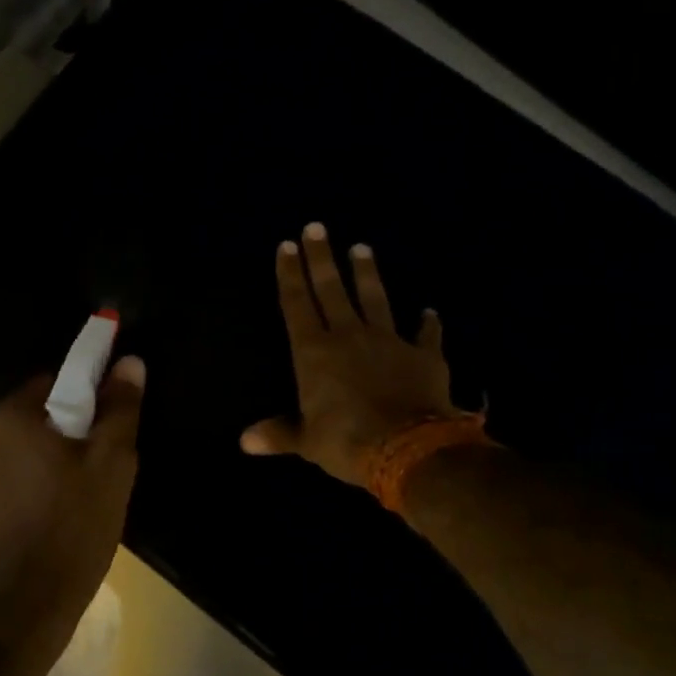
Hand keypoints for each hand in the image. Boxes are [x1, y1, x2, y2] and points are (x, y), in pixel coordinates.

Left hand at [0, 357, 145, 642]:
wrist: (26, 606)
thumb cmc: (74, 527)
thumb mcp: (111, 465)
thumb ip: (120, 409)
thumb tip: (128, 362)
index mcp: (12, 417)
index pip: (55, 382)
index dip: (89, 398)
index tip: (110, 426)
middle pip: (37, 419)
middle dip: (69, 434)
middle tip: (101, 467)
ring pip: (22, 454)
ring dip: (48, 463)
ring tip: (79, 499)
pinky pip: (7, 485)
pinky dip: (29, 491)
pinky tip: (51, 521)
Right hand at [242, 224, 458, 486]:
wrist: (408, 448)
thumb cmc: (346, 441)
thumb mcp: (306, 440)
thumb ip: (279, 433)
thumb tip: (245, 441)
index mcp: (314, 353)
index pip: (296, 304)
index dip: (289, 275)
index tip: (286, 246)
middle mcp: (348, 336)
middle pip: (331, 290)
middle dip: (321, 258)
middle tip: (316, 227)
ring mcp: (388, 341)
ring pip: (374, 299)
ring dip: (367, 273)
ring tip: (362, 247)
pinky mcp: (423, 355)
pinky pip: (426, 335)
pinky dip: (428, 324)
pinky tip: (430, 312)